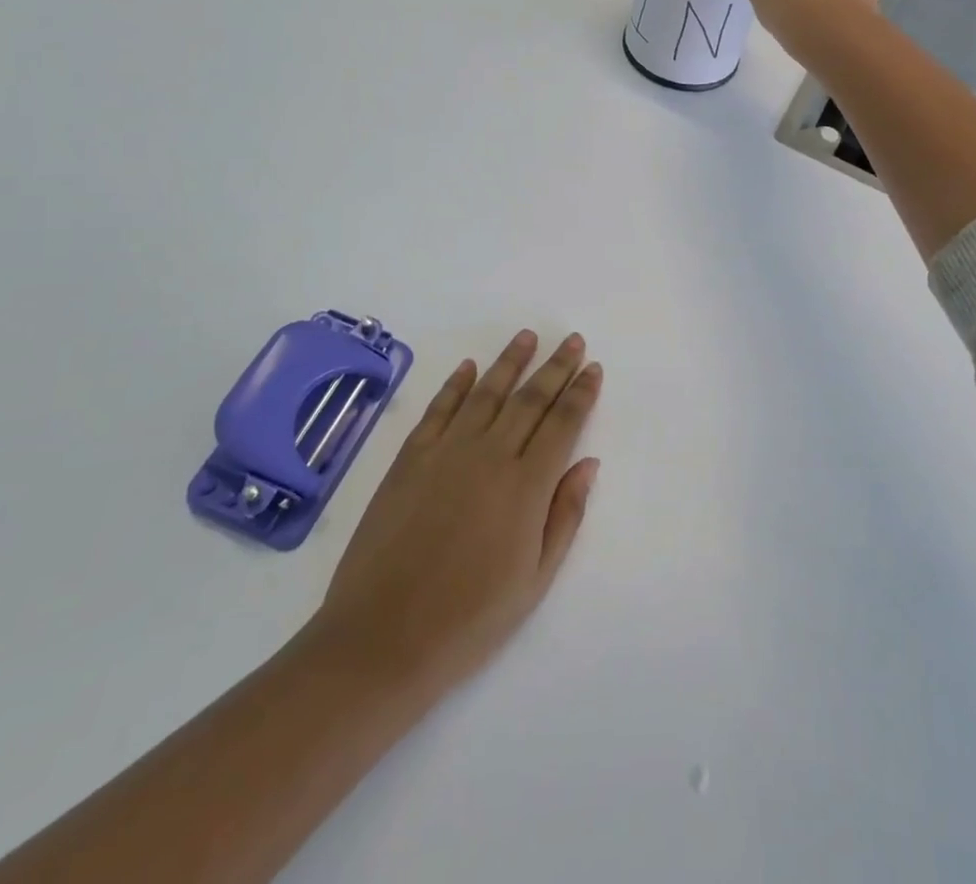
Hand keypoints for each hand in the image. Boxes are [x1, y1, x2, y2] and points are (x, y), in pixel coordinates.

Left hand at [306, 331, 601, 703]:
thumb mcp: (535, 580)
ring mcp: (446, 452)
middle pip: (530, 399)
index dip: (581, 393)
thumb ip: (565, 515)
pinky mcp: (410, 459)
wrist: (382, 639)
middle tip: (572, 340)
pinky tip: (469, 367)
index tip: (593, 368)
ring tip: (528, 336)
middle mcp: (490, 455)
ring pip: (486, 393)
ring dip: (510, 361)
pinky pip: (438, 409)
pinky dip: (456, 384)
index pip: (563, 423)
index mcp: (526, 486)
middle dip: (555, 366)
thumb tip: (588, 463)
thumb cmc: (469, 619)